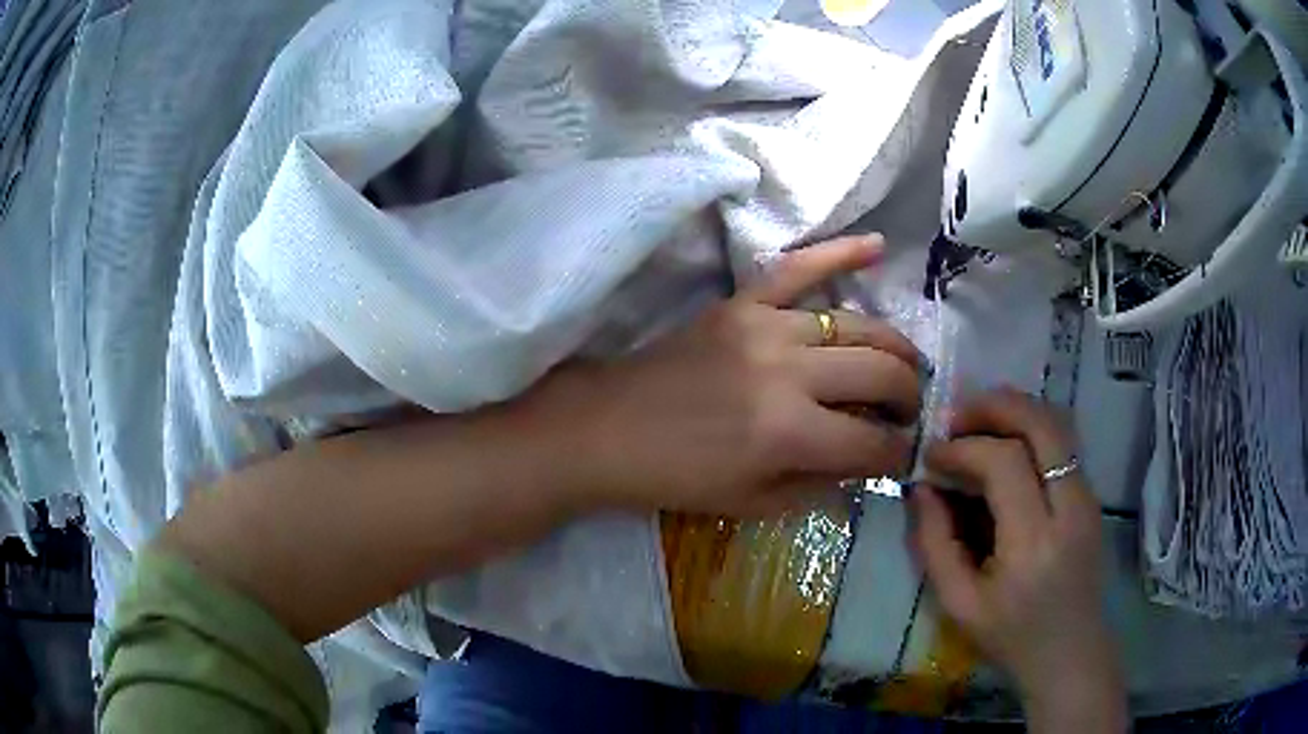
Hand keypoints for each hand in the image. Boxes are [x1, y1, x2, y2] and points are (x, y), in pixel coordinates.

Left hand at [524, 235, 922, 516]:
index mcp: (790, 434)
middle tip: (909, 413)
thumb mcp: (755, 503)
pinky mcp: (741, 302)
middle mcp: (789, 372)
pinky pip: (797, 268)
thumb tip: (869, 462)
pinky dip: (840, 253)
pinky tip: (878, 245)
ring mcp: (765, 326)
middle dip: (909, 399)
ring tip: (906, 367)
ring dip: (894, 348)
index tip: (903, 456)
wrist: (608, 429)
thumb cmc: (678, 477)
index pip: (873, 443)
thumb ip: (823, 483)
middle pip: (880, 374)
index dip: (898, 455)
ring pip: (858, 325)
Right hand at [911, 389, 1125, 731]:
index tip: (932, 456)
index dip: (963, 449)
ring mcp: (1088, 498)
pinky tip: (1005, 443)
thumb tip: (921, 488)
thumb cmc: (1010, 637)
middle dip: (995, 406)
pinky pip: (1064, 443)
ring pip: (1058, 424)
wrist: (1069, 654)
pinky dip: (1031, 428)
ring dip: (1016, 410)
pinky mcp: (1092, 497)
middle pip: (1042, 425)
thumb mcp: (958, 604)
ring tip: (978, 420)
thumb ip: (934, 544)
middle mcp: (1070, 509)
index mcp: (1033, 544)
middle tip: (956, 414)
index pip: (1004, 464)